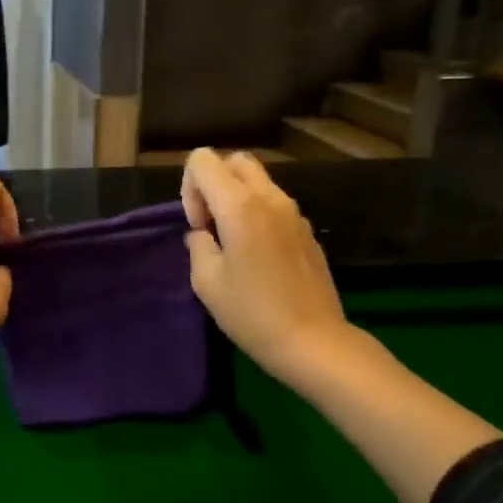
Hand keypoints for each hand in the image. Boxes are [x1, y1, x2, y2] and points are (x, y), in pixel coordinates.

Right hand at [181, 148, 351, 384]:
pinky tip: (257, 256)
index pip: (203, 160)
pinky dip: (256, 213)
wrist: (313, 341)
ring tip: (232, 243)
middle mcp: (269, 198)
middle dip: (214, 184)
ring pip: (257, 180)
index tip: (198, 226)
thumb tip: (202, 233)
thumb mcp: (206, 282)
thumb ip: (198, 245)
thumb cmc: (252, 313)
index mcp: (240, 206)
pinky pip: (274, 203)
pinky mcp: (306, 230)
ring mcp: (294, 212)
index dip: (189, 188)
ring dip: (236, 198)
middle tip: (211, 225)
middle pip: (234, 161)